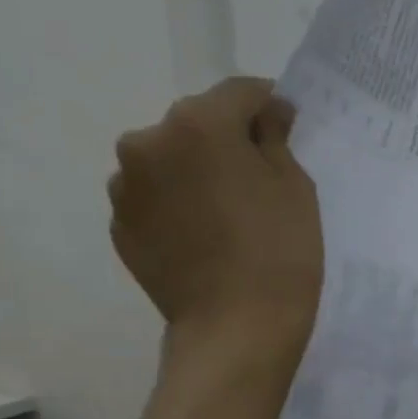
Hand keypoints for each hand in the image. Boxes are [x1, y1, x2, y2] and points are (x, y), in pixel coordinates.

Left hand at [108, 77, 320, 379]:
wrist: (236, 326)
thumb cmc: (281, 251)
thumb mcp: (296, 187)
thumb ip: (274, 139)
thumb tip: (264, 116)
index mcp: (198, 125)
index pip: (239, 92)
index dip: (269, 103)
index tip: (288, 124)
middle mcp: (148, 141)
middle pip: (197, 123)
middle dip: (229, 139)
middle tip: (262, 174)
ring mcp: (126, 185)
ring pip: (171, 160)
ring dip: (198, 170)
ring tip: (230, 211)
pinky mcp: (121, 222)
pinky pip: (156, 197)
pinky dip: (180, 203)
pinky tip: (208, 235)